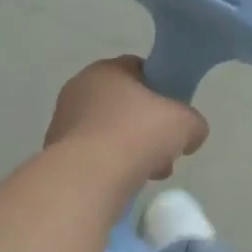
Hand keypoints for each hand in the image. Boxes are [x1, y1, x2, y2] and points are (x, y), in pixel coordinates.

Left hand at [45, 57, 208, 188]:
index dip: (161, 89)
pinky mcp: (57, 153)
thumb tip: (191, 134)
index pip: (138, 69)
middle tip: (165, 149)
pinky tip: (125, 182)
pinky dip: (111, 166)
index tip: (174, 113)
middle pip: (124, 105)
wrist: (90, 176)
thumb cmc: (138, 134)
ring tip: (150, 172)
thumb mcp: (185, 123)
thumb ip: (194, 122)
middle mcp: (79, 89)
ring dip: (131, 150)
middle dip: (148, 127)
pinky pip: (94, 154)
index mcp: (105, 70)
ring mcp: (63, 122)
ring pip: (110, 132)